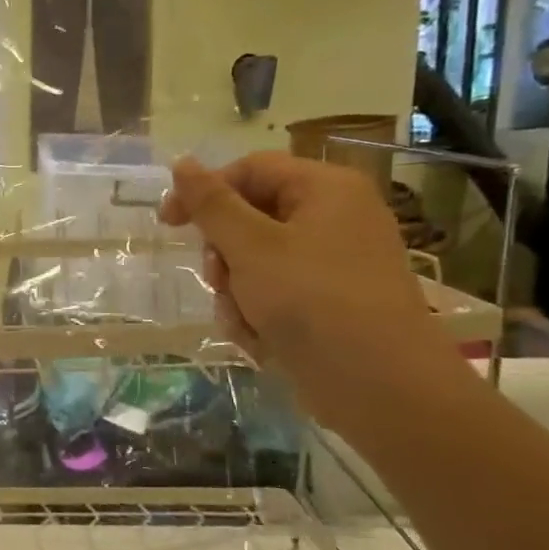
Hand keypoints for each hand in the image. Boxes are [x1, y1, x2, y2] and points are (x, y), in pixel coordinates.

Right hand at [160, 152, 459, 421]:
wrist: (380, 386)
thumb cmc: (312, 301)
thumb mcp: (250, 246)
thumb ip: (211, 203)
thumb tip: (182, 163)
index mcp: (325, 189)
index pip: (249, 169)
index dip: (204, 191)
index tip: (168, 224)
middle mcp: (333, 218)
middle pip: (249, 217)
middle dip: (223, 254)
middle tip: (218, 279)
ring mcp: (332, 263)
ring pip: (254, 261)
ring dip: (235, 291)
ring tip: (243, 319)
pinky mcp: (328, 302)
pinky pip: (274, 292)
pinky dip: (257, 313)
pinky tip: (260, 340)